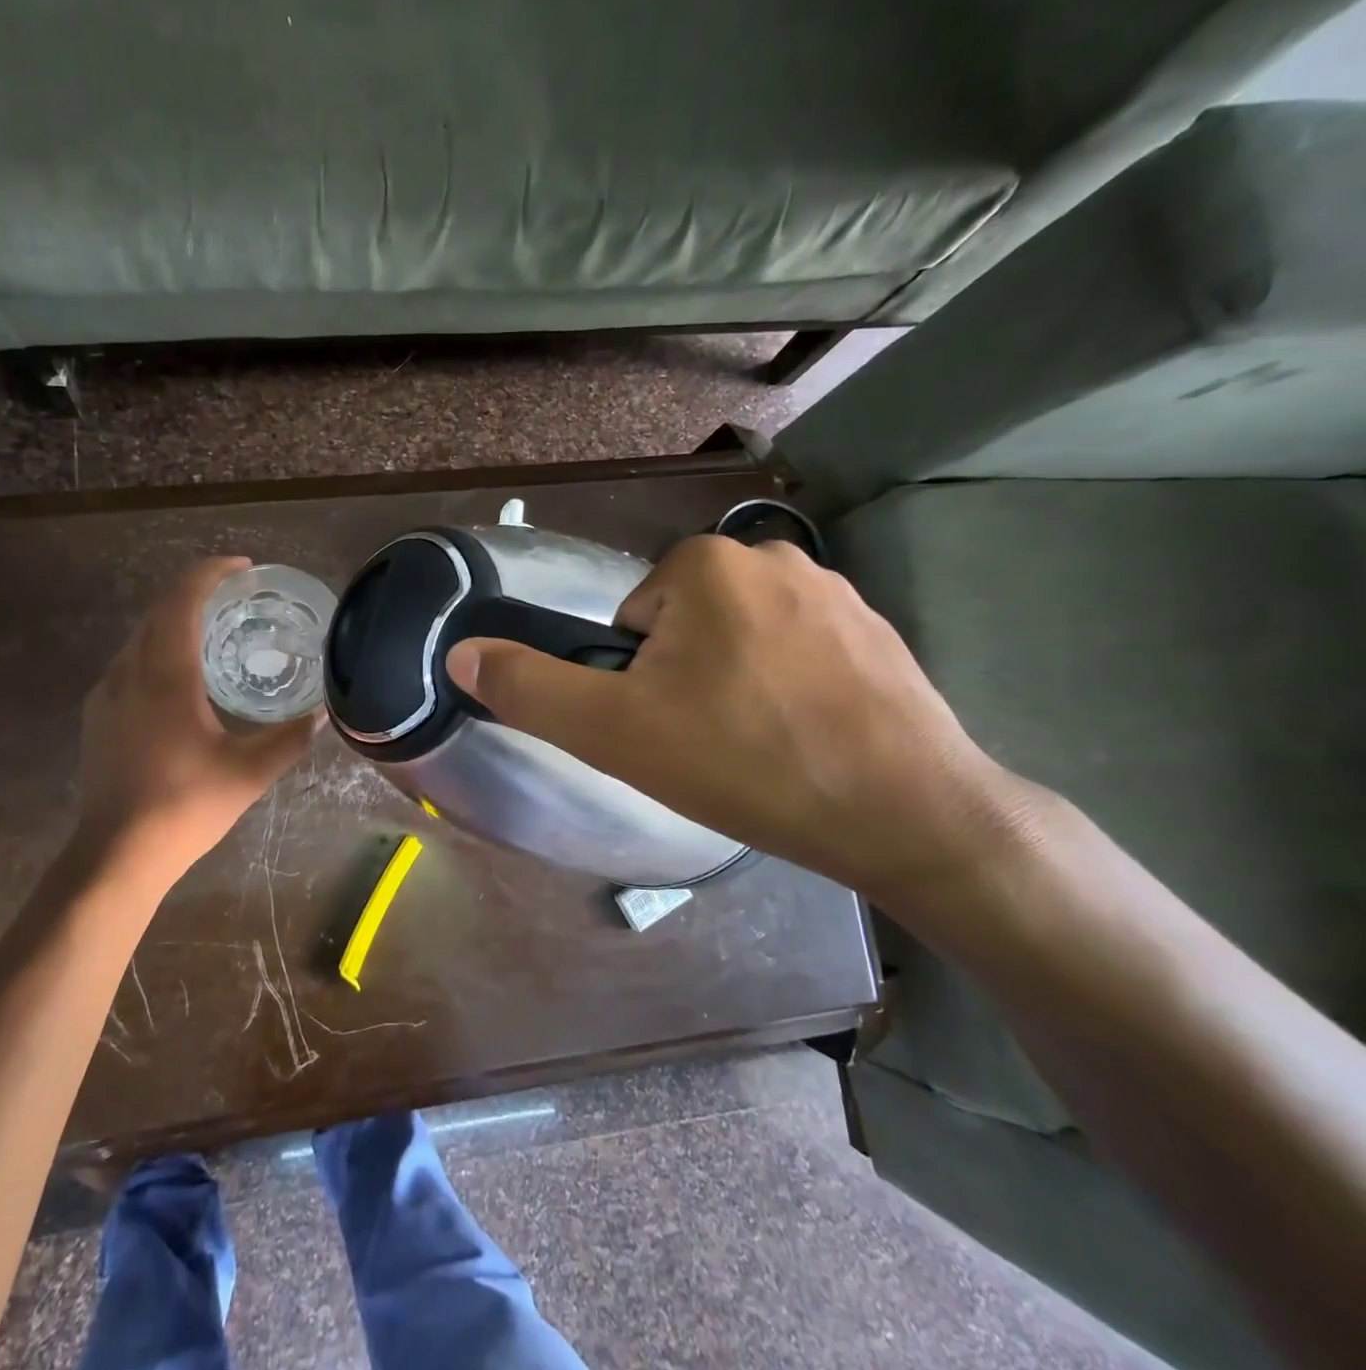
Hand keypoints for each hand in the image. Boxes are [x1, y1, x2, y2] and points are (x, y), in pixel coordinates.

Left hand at [75, 557, 316, 884]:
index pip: (182, 599)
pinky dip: (158, 650)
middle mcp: (129, 672)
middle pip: (158, 610)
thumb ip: (289, 738)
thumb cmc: (186, 806)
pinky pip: (129, 663)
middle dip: (195, 592)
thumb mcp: (249, 773)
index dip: (211, 572)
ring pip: (140, 636)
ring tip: (214, 633)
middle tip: (237, 598)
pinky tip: (180, 680)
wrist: (117, 854)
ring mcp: (106, 694)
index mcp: (166, 675)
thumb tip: (321, 714)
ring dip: (174, 622)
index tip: (244, 568)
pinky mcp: (97, 716)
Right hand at [444, 534, 1030, 915]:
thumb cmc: (743, 761)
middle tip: (710, 743)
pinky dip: (788, 691)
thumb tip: (460, 653)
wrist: (908, 814)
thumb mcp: (612, 731)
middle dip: (684, 680)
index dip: (637, 682)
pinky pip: (797, 654)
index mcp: (704, 563)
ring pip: (738, 642)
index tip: (669, 727)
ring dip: (734, 687)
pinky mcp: (879, 631)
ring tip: (760, 747)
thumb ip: (527, 688)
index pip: (631, 622)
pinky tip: (808, 740)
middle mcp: (771, 555)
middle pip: (683, 628)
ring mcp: (835, 590)